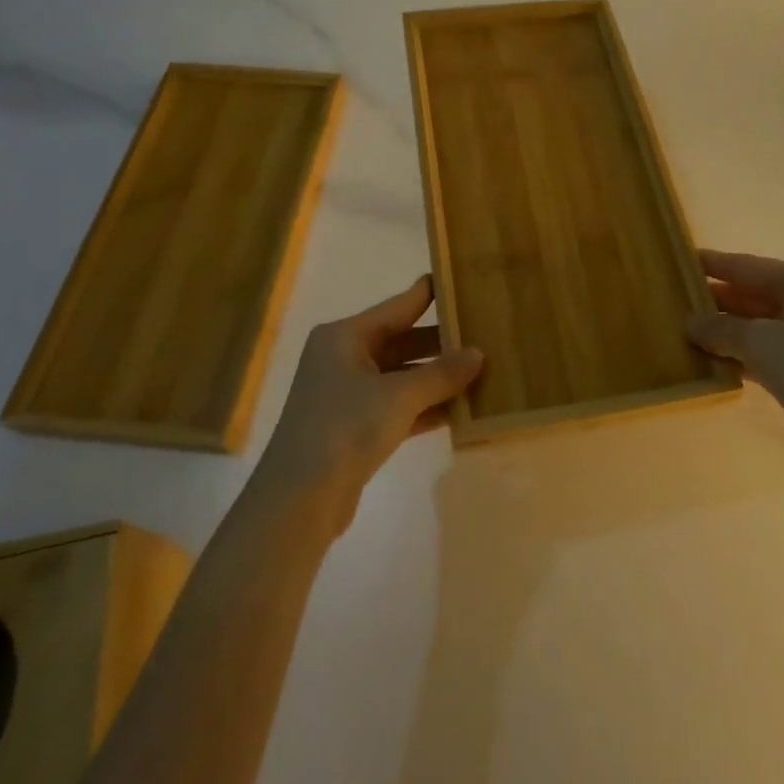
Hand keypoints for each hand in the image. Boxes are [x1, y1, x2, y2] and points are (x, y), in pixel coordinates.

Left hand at [259, 275, 483, 527]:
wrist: (299, 501)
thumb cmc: (345, 428)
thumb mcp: (400, 395)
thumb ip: (441, 373)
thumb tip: (478, 354)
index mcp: (345, 337)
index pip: (398, 306)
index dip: (430, 295)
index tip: (461, 281)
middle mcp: (344, 358)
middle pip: (401, 341)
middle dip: (441, 342)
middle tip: (484, 333)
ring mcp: (348, 395)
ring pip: (402, 376)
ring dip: (437, 378)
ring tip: (482, 370)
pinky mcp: (355, 428)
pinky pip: (398, 406)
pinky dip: (426, 406)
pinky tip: (461, 409)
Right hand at [686, 249, 783, 468]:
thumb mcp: (759, 342)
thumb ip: (720, 328)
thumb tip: (690, 322)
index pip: (747, 266)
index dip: (713, 264)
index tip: (680, 261)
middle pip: (753, 294)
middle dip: (717, 301)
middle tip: (676, 302)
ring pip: (760, 325)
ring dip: (727, 331)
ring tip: (687, 333)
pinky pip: (769, 351)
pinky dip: (744, 355)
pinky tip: (715, 363)